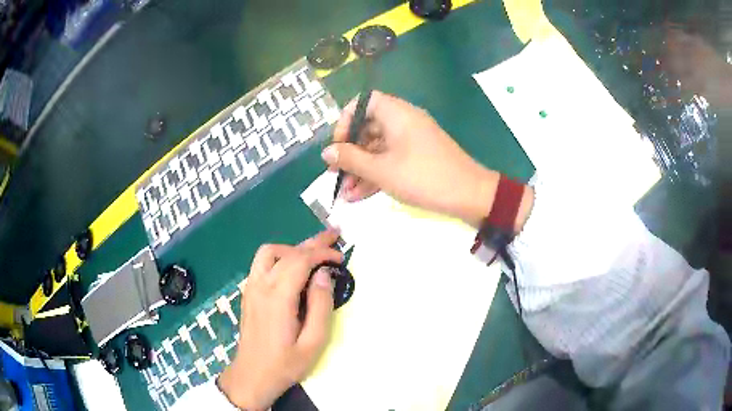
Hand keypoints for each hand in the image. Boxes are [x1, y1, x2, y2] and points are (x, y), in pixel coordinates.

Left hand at [217, 230, 342, 409]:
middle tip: (333, 235)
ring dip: (292, 248)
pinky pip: (262, 263)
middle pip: (286, 251)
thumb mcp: (313, 343)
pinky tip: (293, 268)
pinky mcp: (248, 293)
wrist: (252, 376)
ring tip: (312, 253)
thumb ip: (321, 306)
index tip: (341, 257)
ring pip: (269, 252)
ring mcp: (251, 287)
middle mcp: (261, 285)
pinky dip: (281, 257)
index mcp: (278, 297)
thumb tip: (324, 274)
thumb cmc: (285, 364)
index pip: (300, 260)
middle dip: (312, 242)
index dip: (322, 253)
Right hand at [322, 91, 499, 226]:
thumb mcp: (382, 170)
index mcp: (396, 113)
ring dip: (361, 169)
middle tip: (336, 172)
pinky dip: (376, 174)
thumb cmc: (423, 177)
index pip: (363, 102)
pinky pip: (391, 159)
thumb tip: (326, 152)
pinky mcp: (418, 157)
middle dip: (350, 152)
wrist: (469, 195)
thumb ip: (351, 159)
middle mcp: (403, 121)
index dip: (346, 120)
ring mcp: (412, 140)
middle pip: (368, 127)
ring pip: (378, 148)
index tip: (338, 144)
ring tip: (345, 193)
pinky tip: (359, 196)